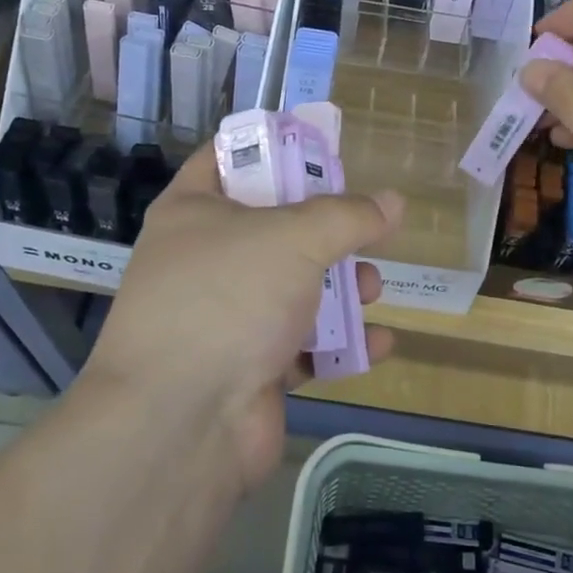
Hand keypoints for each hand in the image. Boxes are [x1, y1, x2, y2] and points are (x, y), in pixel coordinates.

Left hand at [85, 148, 402, 491]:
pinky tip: (379, 342)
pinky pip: (302, 343)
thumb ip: (348, 216)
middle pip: (274, 225)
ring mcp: (226, 315)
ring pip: (294, 286)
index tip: (324, 149)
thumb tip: (393, 202)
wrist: (179, 425)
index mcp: (194, 210)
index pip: (229, 157)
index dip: (275, 147)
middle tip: (364, 226)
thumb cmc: (229, 299)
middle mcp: (205, 259)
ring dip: (340, 287)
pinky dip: (340, 342)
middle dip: (326, 230)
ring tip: (372, 288)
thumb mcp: (294, 239)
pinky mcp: (249, 367)